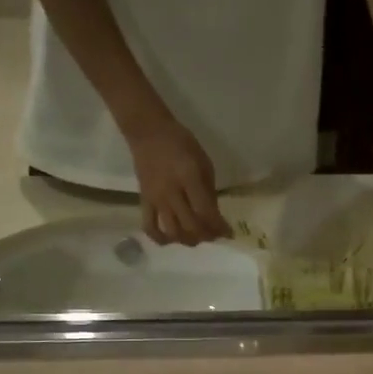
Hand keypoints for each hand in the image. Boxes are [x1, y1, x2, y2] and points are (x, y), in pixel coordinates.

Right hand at [128, 120, 230, 246]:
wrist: (148, 133)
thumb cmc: (181, 143)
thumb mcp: (203, 162)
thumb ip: (209, 190)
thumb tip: (215, 216)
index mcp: (189, 177)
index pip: (206, 211)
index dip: (219, 227)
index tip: (228, 233)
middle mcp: (172, 192)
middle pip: (190, 226)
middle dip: (206, 236)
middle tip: (213, 236)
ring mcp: (156, 198)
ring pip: (172, 231)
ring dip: (187, 240)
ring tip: (195, 237)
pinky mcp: (144, 201)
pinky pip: (149, 226)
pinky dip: (160, 238)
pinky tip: (170, 240)